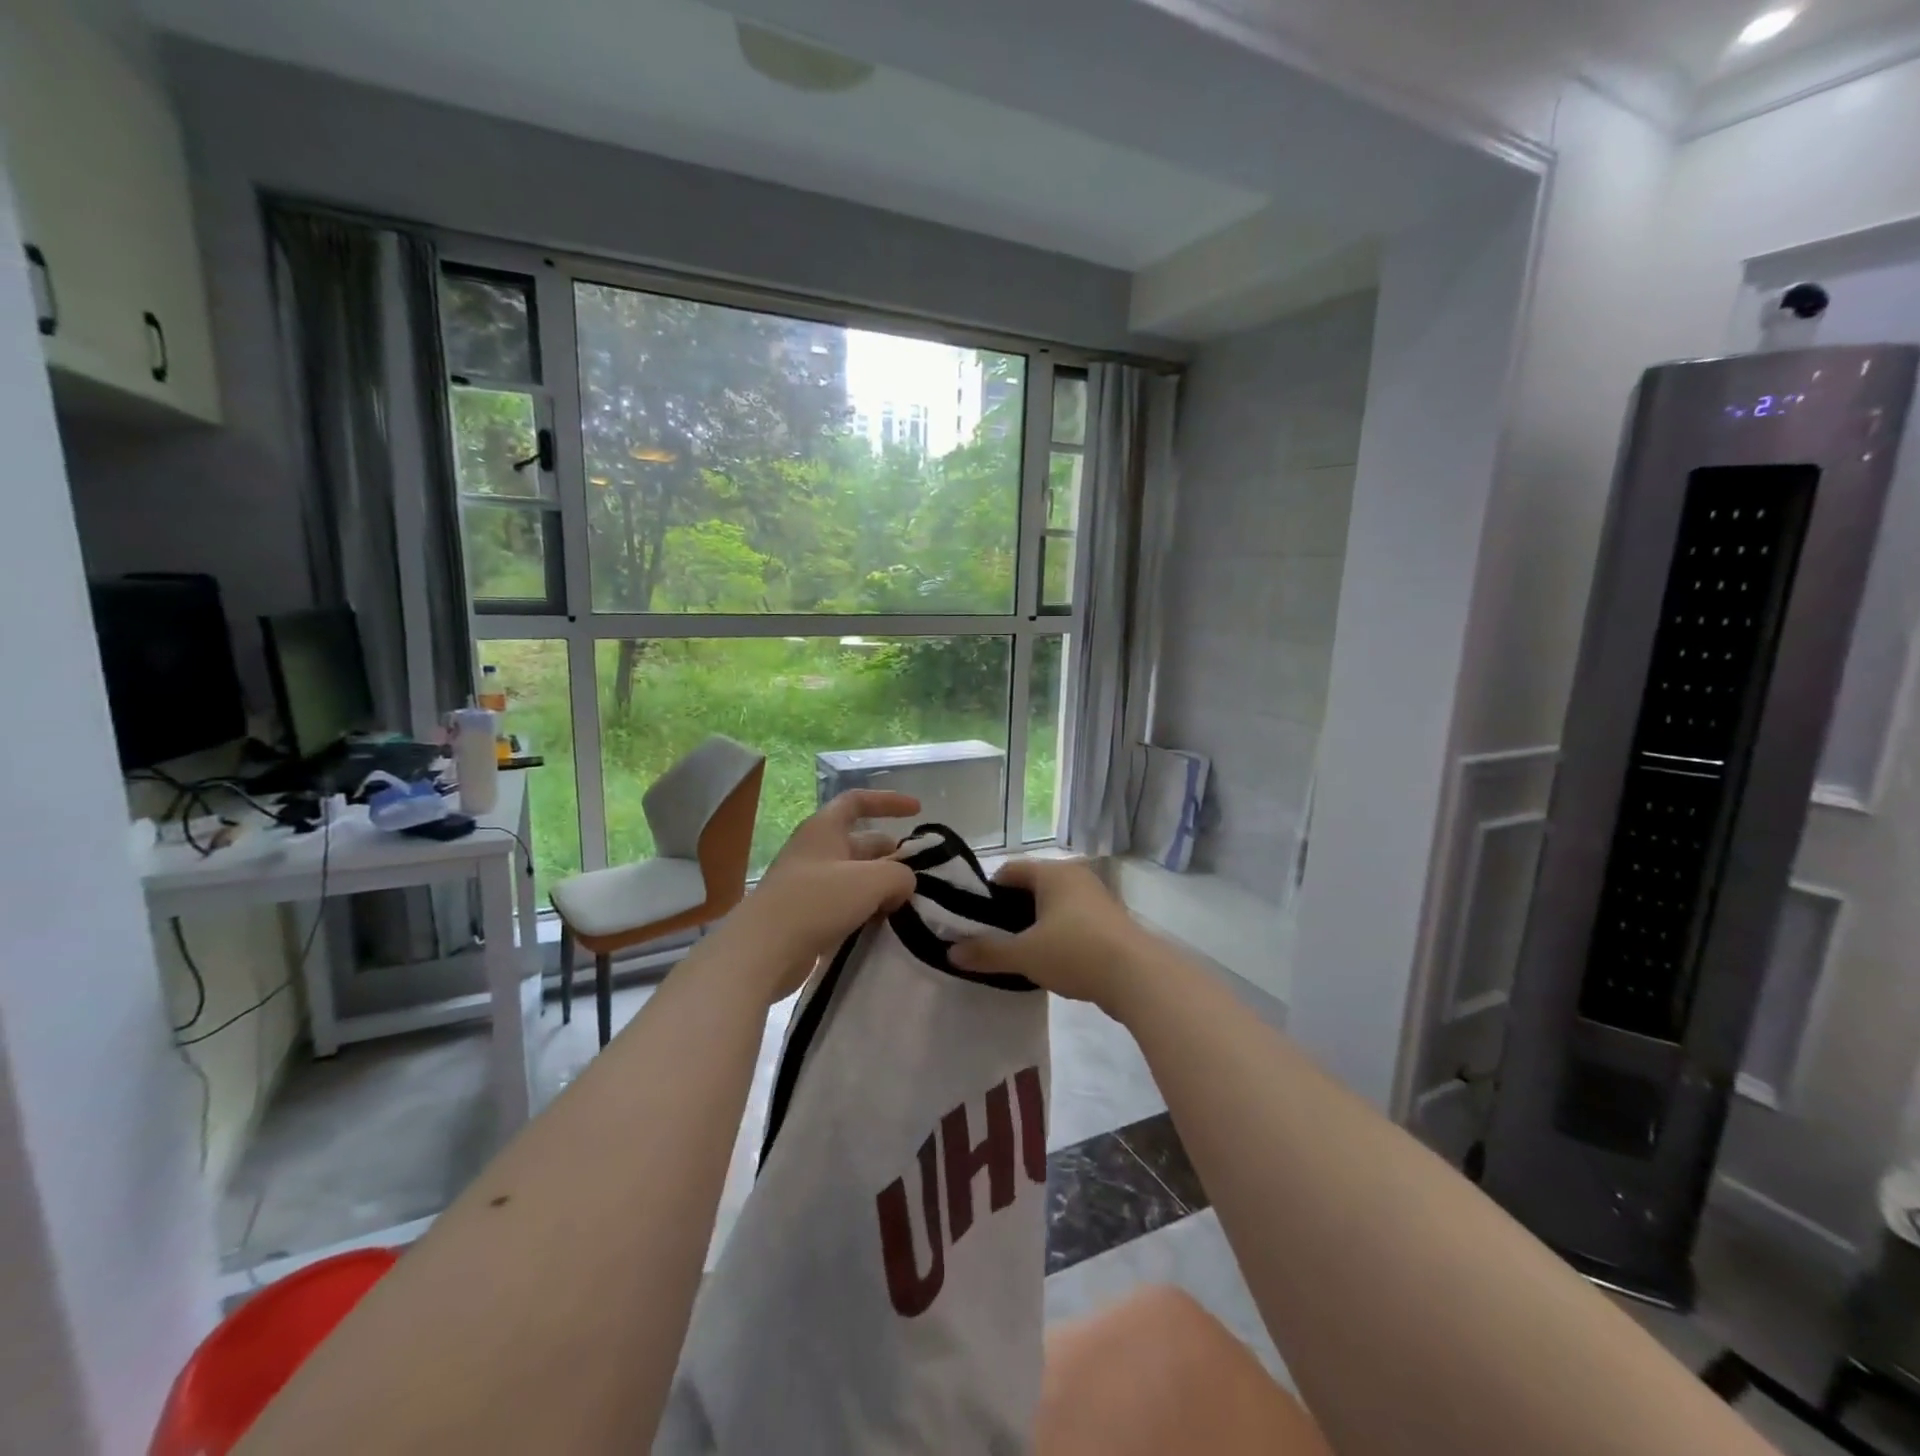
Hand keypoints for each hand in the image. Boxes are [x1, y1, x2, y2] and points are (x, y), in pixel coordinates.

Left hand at [720, 789, 921, 999]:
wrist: (763, 950)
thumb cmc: (816, 901)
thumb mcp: (871, 880)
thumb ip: (900, 875)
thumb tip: (904, 884)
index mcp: (824, 829)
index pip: (857, 801)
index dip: (888, 801)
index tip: (918, 811)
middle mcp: (816, 851)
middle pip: (861, 842)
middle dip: (892, 853)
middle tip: (920, 873)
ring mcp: (809, 884)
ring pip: (856, 876)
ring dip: (882, 885)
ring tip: (908, 901)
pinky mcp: (808, 916)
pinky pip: (846, 904)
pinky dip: (867, 908)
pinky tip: (885, 923)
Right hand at [949, 859, 1151, 1017]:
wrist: (1139, 977)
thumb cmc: (1076, 952)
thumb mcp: (1025, 954)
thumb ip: (987, 952)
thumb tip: (950, 953)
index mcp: (1052, 873)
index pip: (1008, 871)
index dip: (986, 893)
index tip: (973, 920)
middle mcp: (1074, 876)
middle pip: (1031, 887)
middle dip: (1009, 911)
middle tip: (991, 939)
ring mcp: (1095, 898)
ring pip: (1053, 905)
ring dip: (1034, 924)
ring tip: (1017, 952)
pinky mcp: (1109, 921)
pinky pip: (1072, 920)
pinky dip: (1056, 934)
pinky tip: (1049, 960)